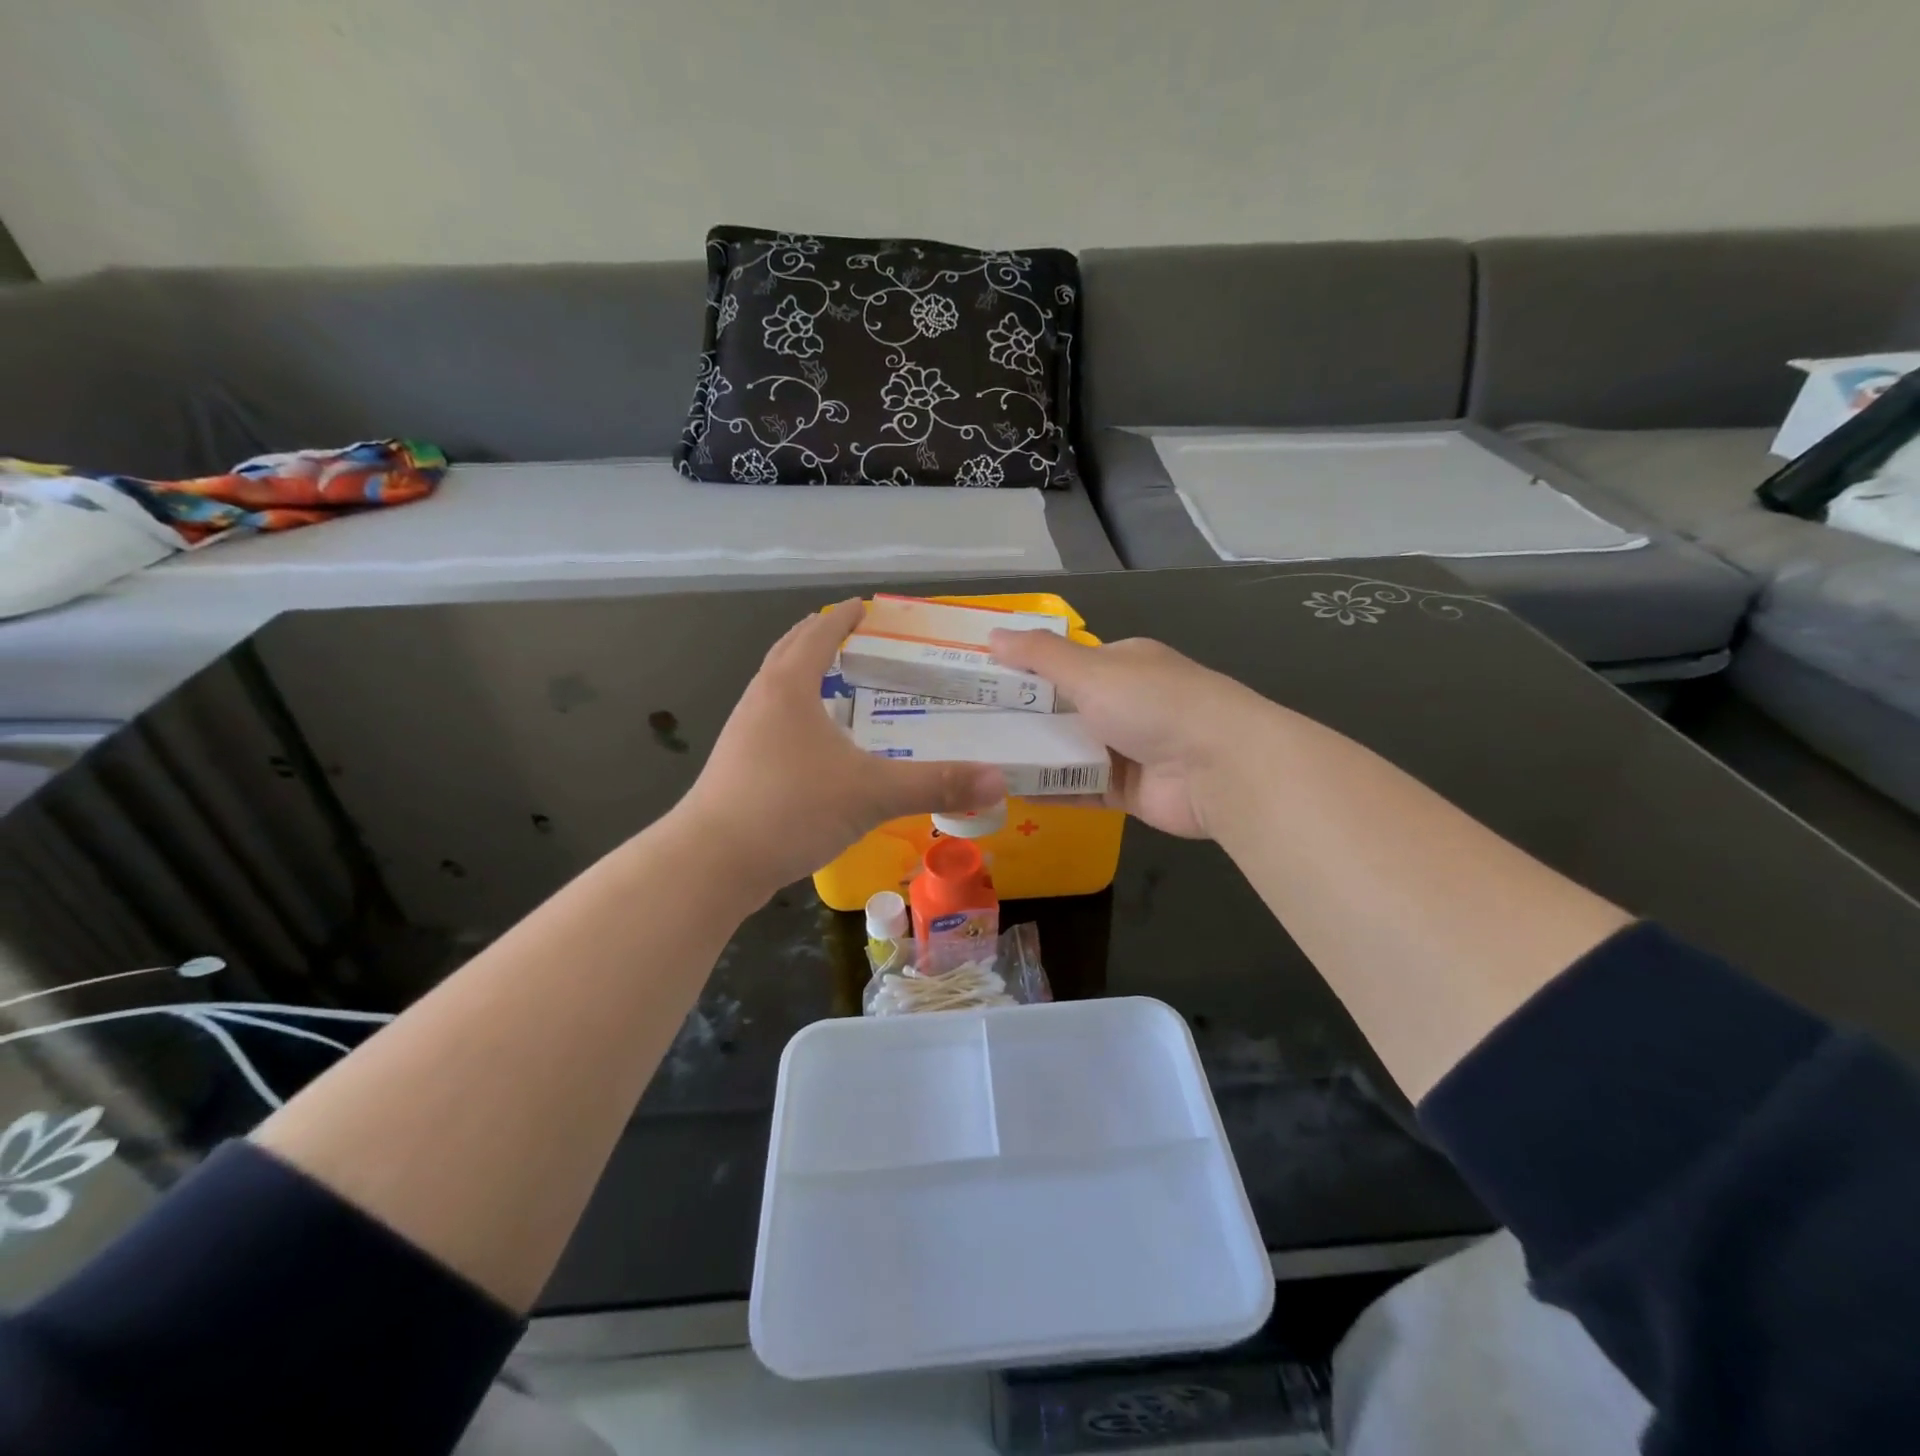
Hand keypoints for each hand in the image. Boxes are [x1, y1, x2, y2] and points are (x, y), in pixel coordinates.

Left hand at [678, 600, 1005, 900]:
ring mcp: (743, 736)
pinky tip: (820, 748)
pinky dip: (799, 717)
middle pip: (789, 654)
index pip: (818, 634)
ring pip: (778, 691)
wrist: (710, 864)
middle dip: (820, 640)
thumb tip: (999, 781)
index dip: (845, 617)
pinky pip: (774, 724)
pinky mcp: (739, 768)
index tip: (866, 606)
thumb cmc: (789, 809)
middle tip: (856, 639)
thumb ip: (935, 784)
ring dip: (806, 678)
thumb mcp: (871, 793)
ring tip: (840, 688)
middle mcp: (760, 701)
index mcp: (788, 688)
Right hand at [987, 631, 1273, 839]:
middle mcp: (1126, 703)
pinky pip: (1080, 787)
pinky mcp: (1128, 791)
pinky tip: (1011, 791)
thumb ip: (1040, 656)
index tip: (980, 683)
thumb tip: (992, 634)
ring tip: (979, 759)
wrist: (1219, 768)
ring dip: (1033, 755)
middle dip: (1023, 717)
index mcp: (1123, 664)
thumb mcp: (1092, 670)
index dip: (1024, 671)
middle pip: (1064, 709)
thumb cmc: (1153, 704)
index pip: (1065, 663)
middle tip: (968, 727)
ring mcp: (1128, 749)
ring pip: (1070, 750)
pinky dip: (1051, 788)